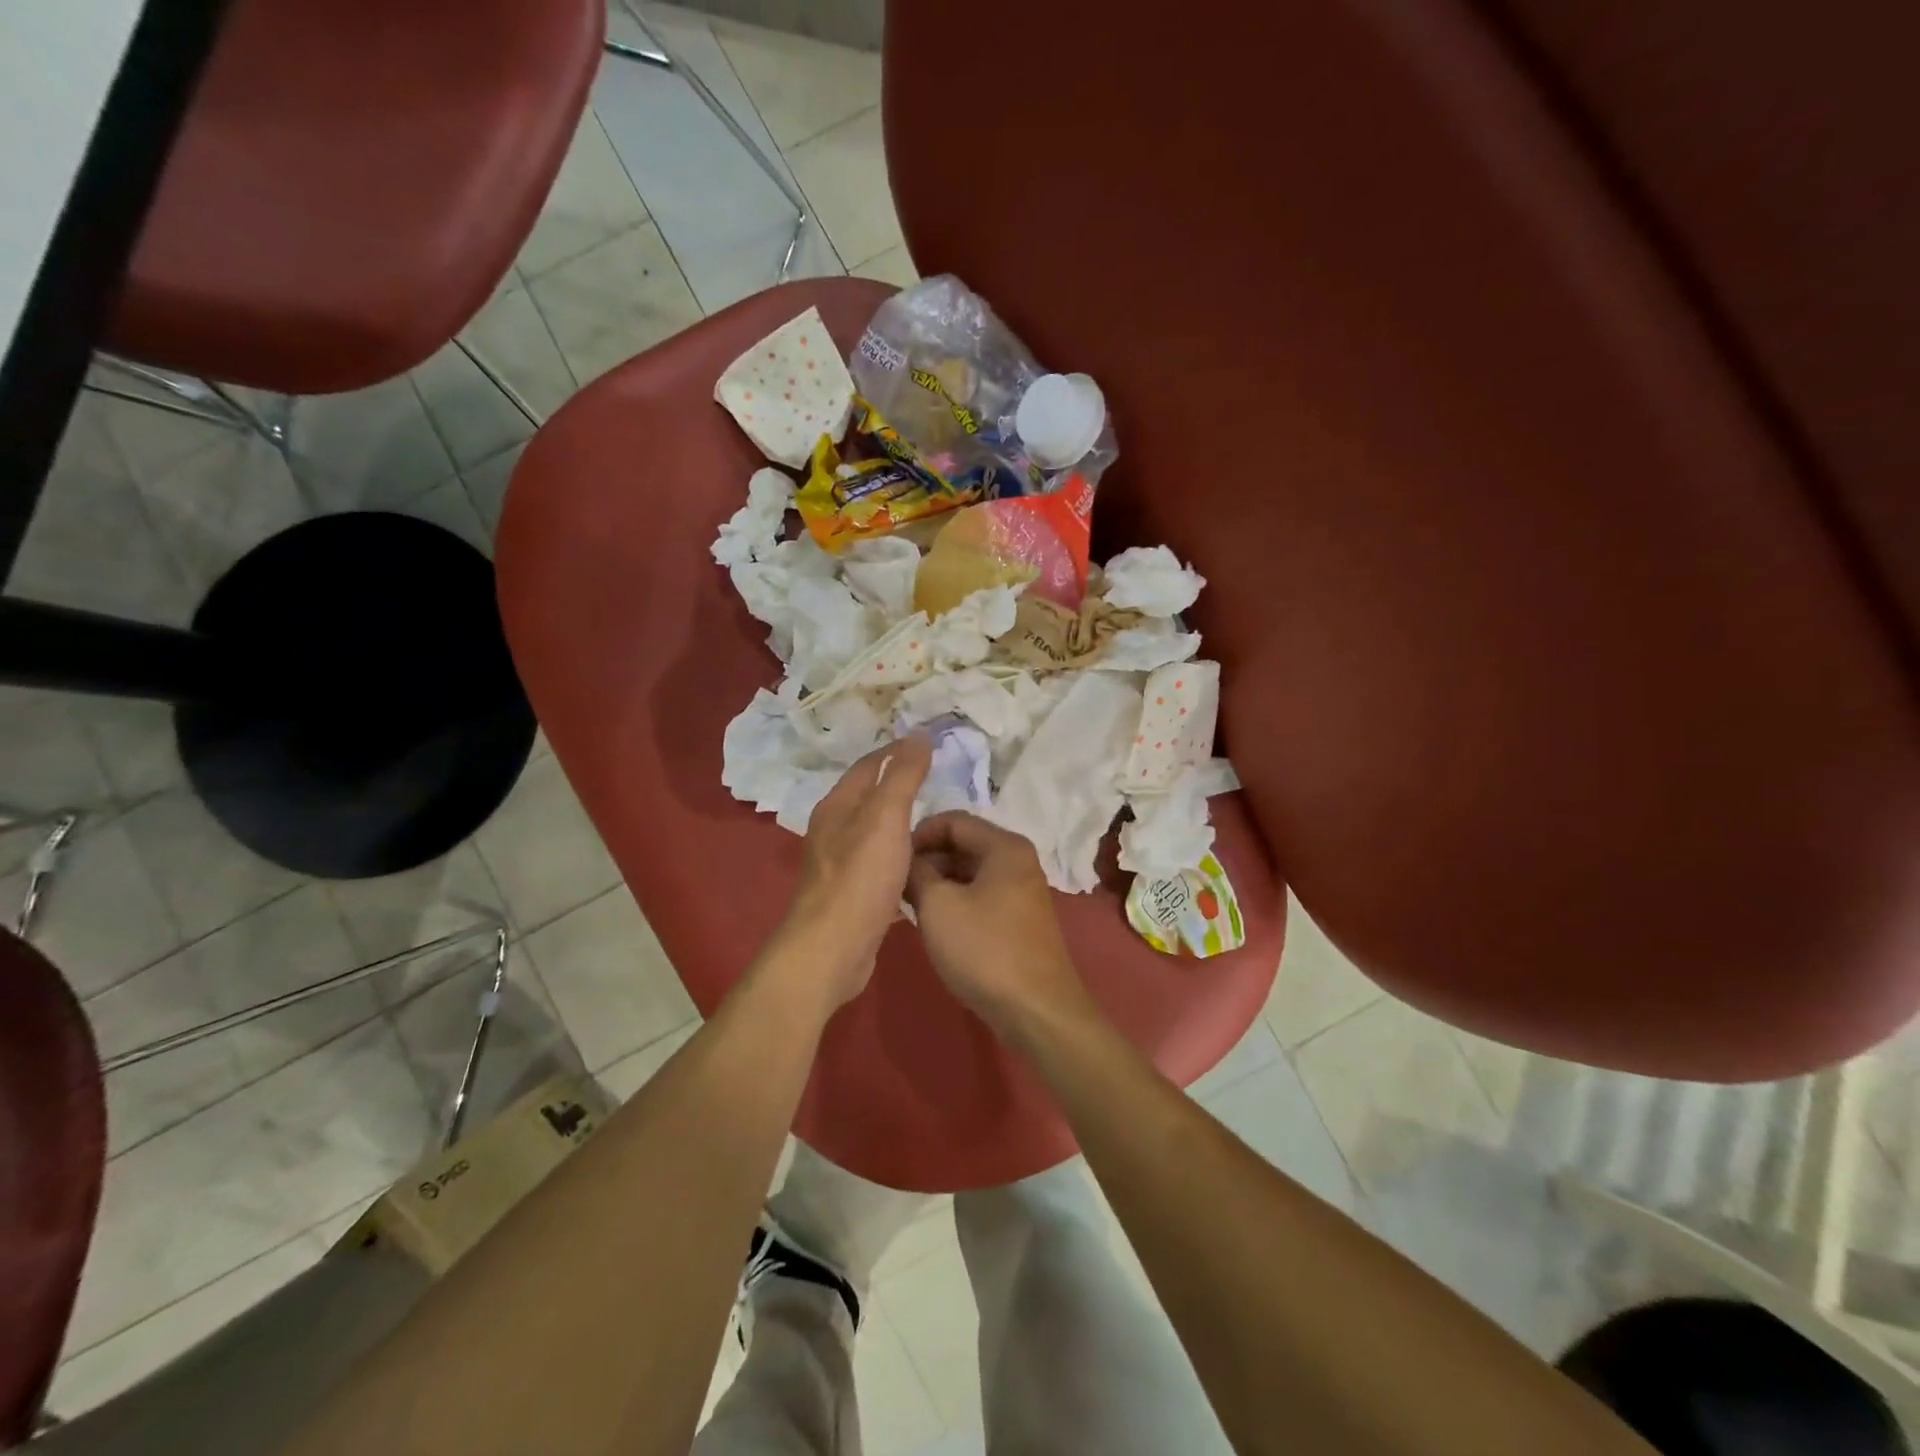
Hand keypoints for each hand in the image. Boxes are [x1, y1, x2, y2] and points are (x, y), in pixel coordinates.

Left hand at [777, 735, 931, 1007]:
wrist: (832, 948)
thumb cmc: (859, 877)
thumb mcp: (886, 818)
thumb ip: (903, 776)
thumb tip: (918, 734)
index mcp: (837, 806)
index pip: (869, 764)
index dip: (897, 750)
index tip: (930, 742)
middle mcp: (833, 830)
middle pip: (869, 797)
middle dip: (900, 784)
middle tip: (939, 779)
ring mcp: (840, 864)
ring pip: (875, 832)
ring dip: (901, 822)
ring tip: (936, 819)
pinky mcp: (852, 895)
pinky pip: (880, 864)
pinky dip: (900, 855)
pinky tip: (921, 864)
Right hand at [906, 812, 1091, 1035]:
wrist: (1036, 1010)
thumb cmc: (984, 949)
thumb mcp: (938, 906)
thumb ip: (917, 873)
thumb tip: (909, 862)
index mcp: (1004, 846)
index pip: (953, 820)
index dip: (918, 834)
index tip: (891, 859)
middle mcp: (1018, 860)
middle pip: (963, 844)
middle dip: (927, 860)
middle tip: (895, 885)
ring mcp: (1021, 890)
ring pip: (970, 872)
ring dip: (938, 883)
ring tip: (908, 905)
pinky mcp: (1018, 918)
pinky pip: (980, 895)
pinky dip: (955, 901)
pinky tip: (934, 923)